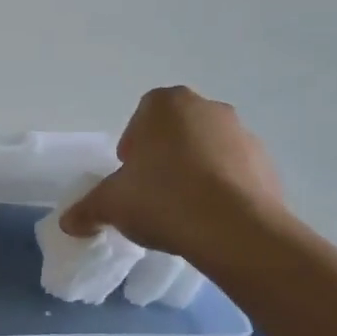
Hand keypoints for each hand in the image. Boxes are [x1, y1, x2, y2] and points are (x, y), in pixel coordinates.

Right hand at [62, 87, 286, 268]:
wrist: (235, 230)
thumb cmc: (162, 198)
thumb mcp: (111, 205)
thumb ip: (87, 208)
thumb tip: (69, 222)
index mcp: (165, 104)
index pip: (141, 118)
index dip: (133, 148)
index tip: (130, 177)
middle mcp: (207, 108)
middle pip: (176, 131)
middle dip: (164, 157)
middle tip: (153, 192)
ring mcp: (243, 134)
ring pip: (208, 150)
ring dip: (195, 172)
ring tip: (184, 210)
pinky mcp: (268, 164)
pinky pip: (235, 173)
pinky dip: (222, 189)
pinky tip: (211, 218)